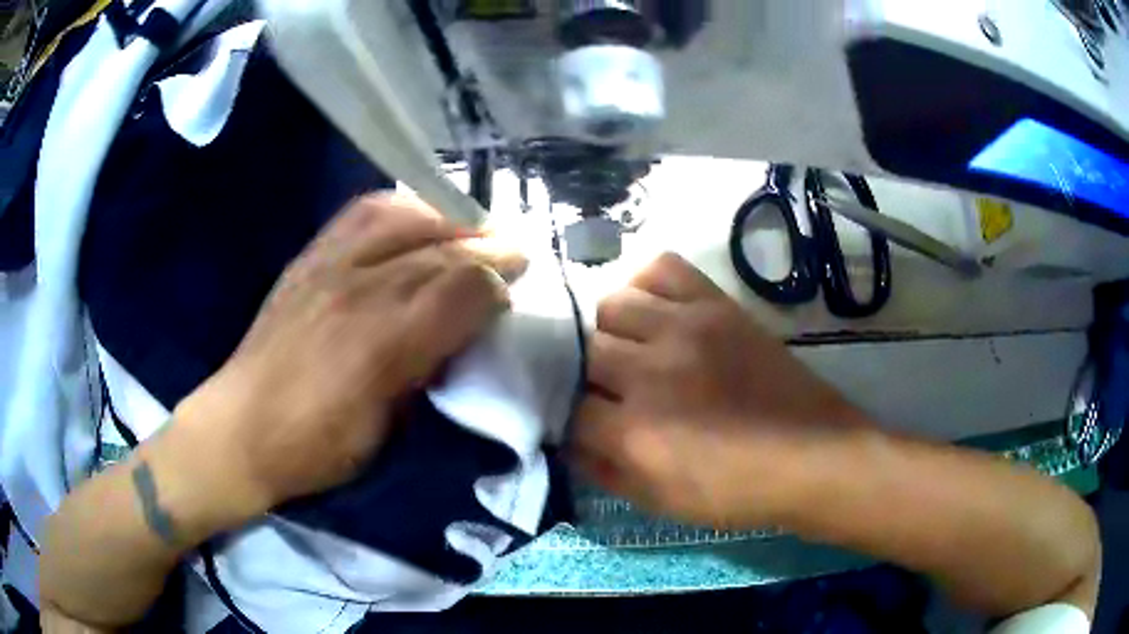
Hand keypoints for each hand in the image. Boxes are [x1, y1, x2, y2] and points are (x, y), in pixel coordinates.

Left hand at [176, 194, 525, 512]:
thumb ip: (427, 372)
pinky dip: (402, 208)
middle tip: (513, 254)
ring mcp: (329, 265)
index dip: (497, 286)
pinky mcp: (309, 257)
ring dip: (449, 218)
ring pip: (406, 215)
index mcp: (382, 346)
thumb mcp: (386, 431)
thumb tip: (459, 334)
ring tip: (471, 230)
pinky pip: (363, 213)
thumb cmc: (316, 446)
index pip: (462, 290)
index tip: (511, 294)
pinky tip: (417, 218)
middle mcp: (359, 290)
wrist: (240, 428)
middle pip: (441, 249)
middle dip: (488, 247)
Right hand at [574, 253, 863, 527]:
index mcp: (634, 432)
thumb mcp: (659, 503)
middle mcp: (650, 371)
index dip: (569, 418)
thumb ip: (601, 471)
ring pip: (611, 304)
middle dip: (585, 375)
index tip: (582, 423)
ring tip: (631, 348)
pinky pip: (663, 268)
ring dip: (610, 329)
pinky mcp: (717, 304)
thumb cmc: (736, 491)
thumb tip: (565, 439)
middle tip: (606, 389)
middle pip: (581, 350)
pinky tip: (655, 311)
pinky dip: (647, 283)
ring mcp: (686, 328)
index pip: (567, 408)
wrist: (812, 456)